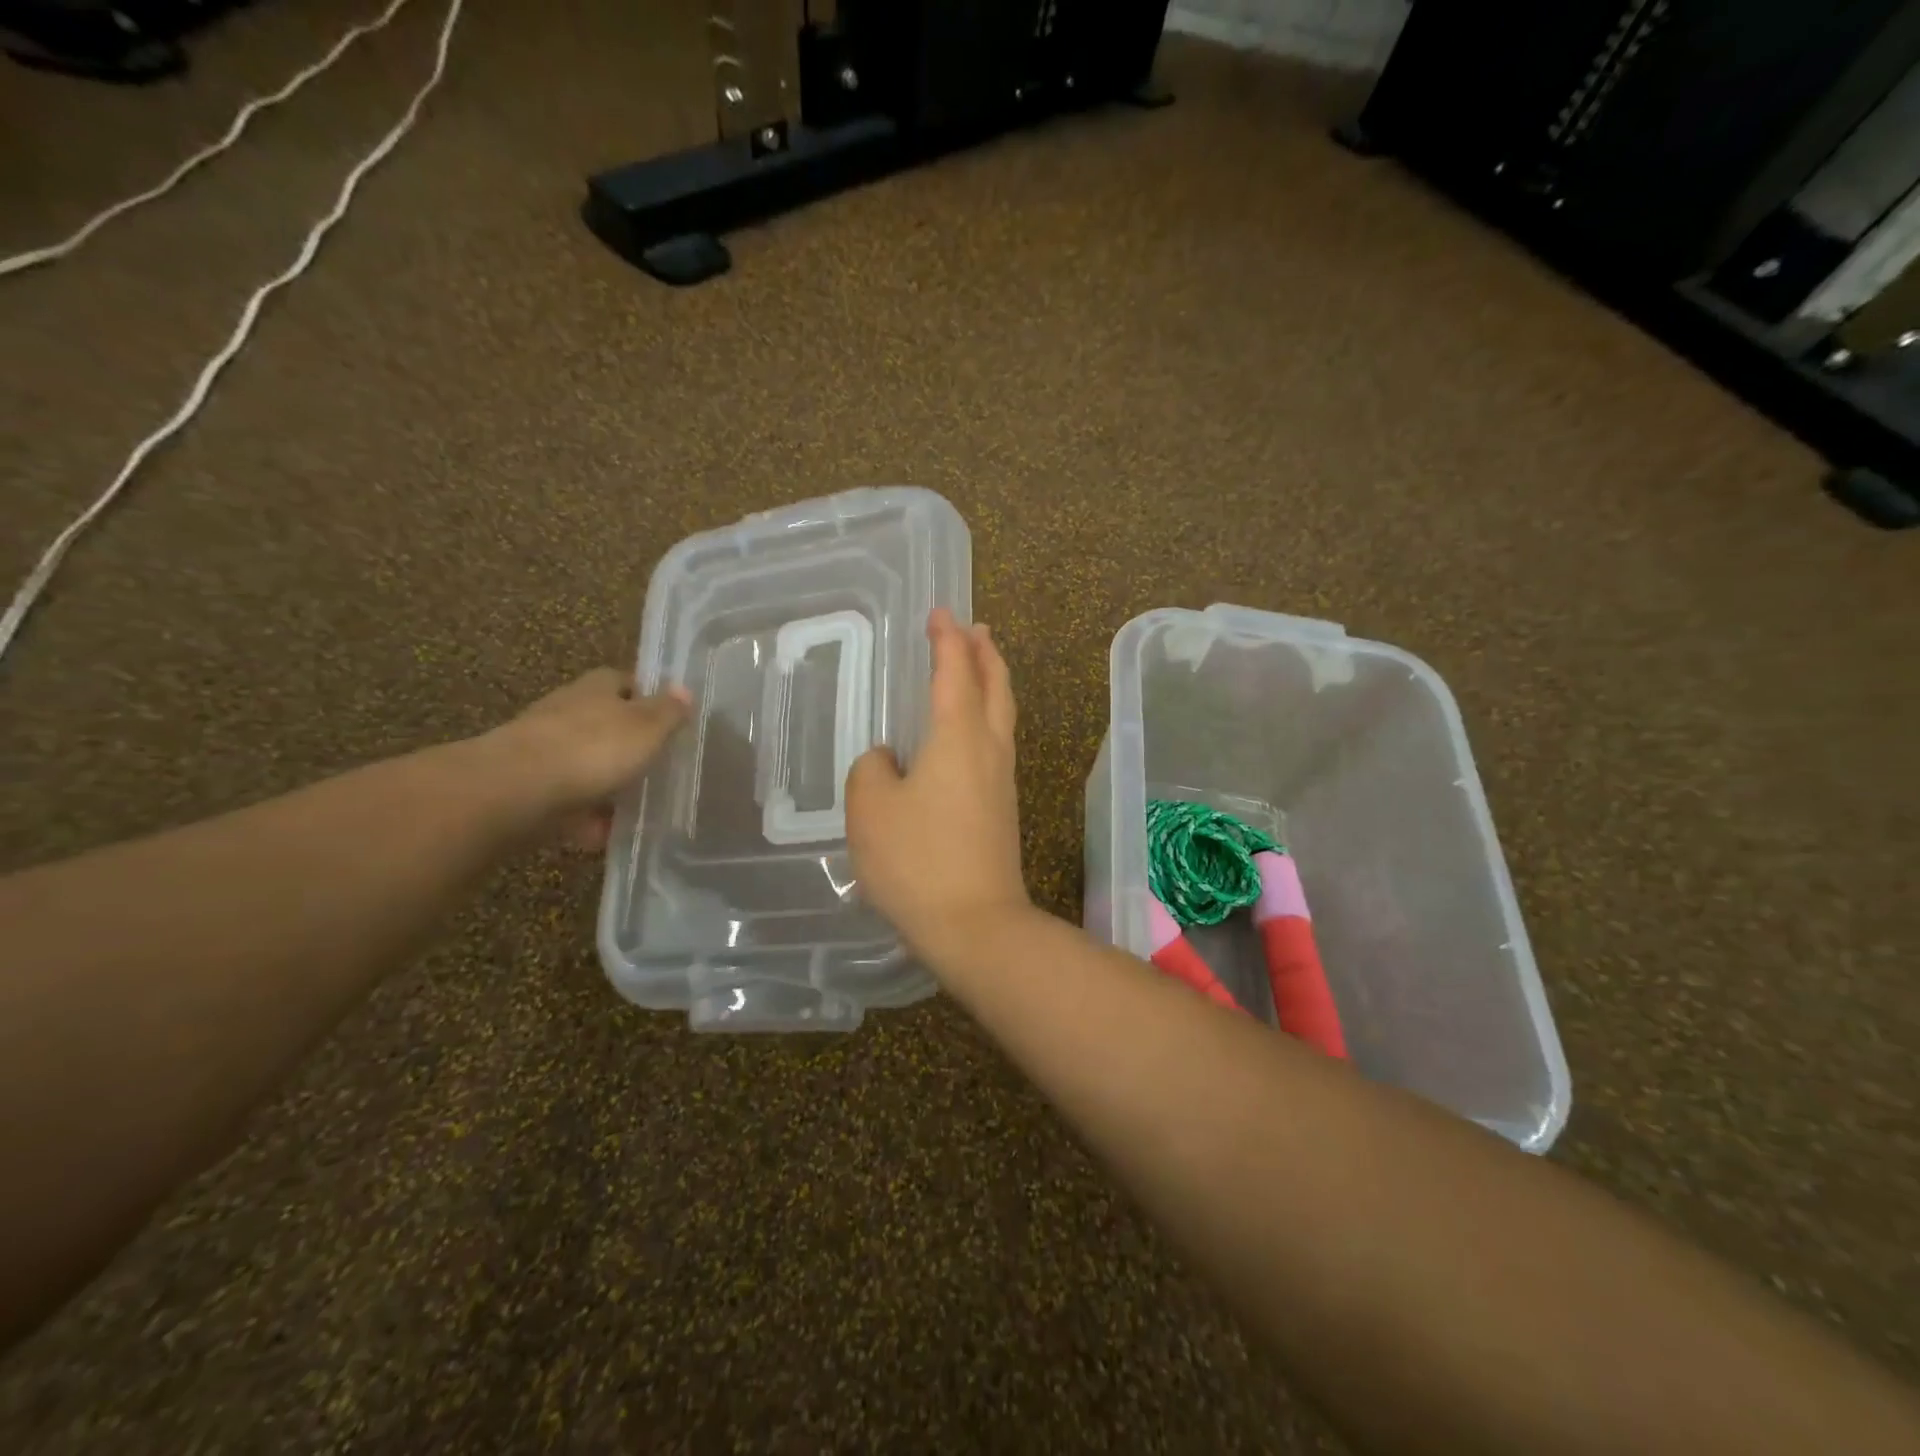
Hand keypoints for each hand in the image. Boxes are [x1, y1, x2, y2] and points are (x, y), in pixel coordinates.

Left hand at [485, 669, 690, 848]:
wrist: (515, 791)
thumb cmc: (591, 750)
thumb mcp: (645, 728)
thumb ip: (667, 712)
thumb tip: (684, 690)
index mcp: (594, 689)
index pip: (621, 681)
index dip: (643, 695)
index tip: (665, 716)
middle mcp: (564, 712)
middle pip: (600, 721)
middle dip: (623, 741)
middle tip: (654, 763)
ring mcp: (541, 749)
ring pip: (581, 762)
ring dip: (602, 781)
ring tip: (632, 805)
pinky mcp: (526, 786)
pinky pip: (564, 800)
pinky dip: (583, 816)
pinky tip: (601, 834)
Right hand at [846, 608, 1029, 957]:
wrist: (975, 923)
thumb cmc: (917, 859)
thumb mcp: (870, 808)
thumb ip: (871, 770)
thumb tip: (889, 760)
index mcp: (958, 736)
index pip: (954, 671)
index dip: (946, 639)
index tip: (940, 614)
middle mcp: (988, 749)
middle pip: (995, 686)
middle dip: (984, 653)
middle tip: (975, 629)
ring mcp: (1001, 780)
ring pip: (1002, 715)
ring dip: (991, 683)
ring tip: (977, 668)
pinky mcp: (1002, 809)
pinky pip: (996, 744)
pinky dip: (986, 718)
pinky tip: (967, 735)